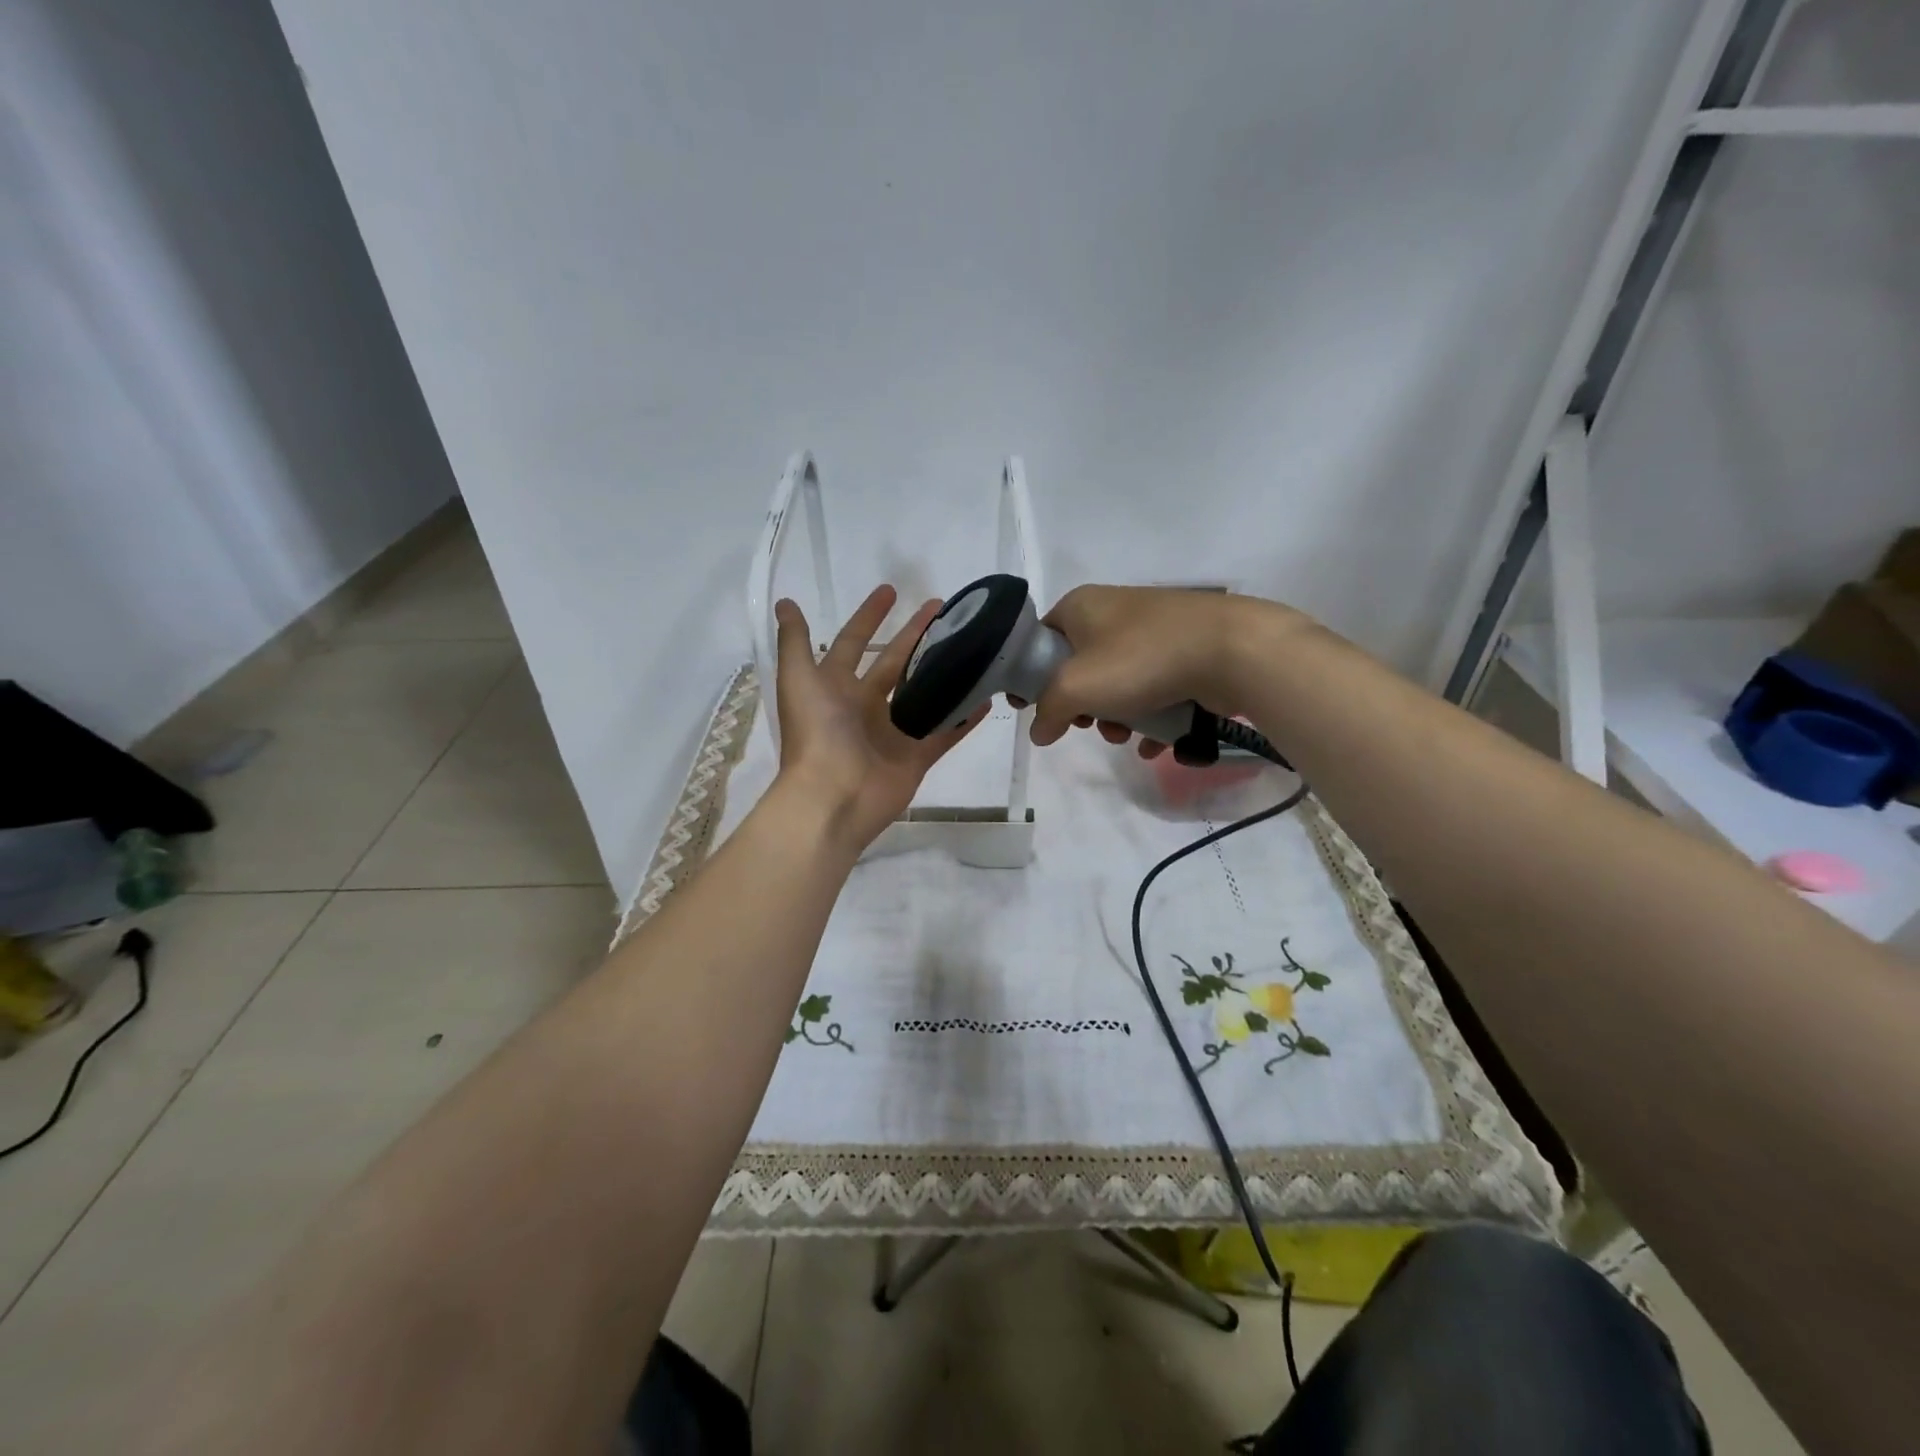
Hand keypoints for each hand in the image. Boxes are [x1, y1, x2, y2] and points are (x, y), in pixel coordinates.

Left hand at [771, 585, 988, 852]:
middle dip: (916, 635)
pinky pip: (945, 732)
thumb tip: (785, 602)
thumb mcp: (798, 679)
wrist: (832, 797)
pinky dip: (964, 717)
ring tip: (971, 645)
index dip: (869, 617)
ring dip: (943, 671)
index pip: (854, 642)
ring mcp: (892, 733)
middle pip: (895, 663)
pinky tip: (985, 695)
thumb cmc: (816, 734)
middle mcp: (864, 706)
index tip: (891, 591)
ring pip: (924, 694)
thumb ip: (795, 642)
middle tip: (944, 609)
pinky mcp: (916, 757)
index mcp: (836, 686)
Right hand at [1018, 586, 1304, 756]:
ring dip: (1115, 717)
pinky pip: (1152, 688)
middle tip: (1088, 724)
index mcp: (1080, 606)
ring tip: (1126, 736)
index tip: (1034, 708)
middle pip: (1078, 667)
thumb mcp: (1074, 688)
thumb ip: (1047, 711)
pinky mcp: (1183, 651)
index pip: (1040, 640)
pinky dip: (1149, 717)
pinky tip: (1154, 743)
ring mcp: (1152, 630)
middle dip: (1081, 706)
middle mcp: (1113, 611)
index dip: (1031, 677)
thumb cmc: (1139, 660)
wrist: (1230, 650)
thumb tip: (1038, 731)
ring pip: (1117, 682)